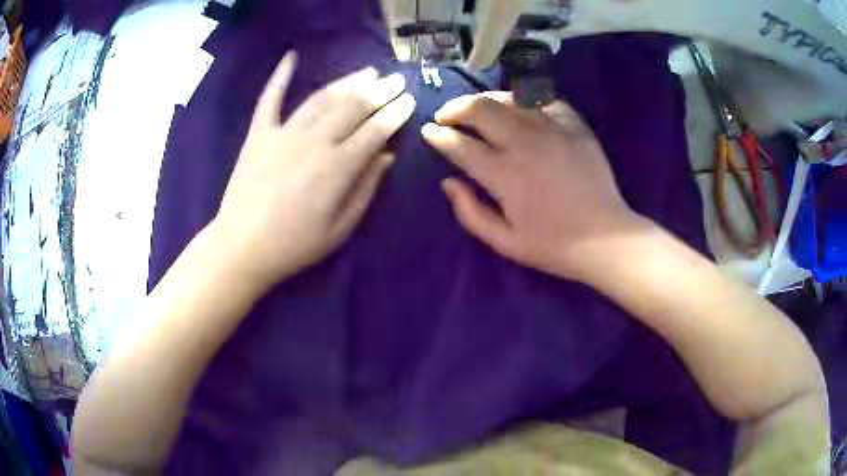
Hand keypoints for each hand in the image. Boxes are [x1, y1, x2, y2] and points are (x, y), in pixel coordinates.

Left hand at [213, 53, 415, 289]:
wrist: (242, 247)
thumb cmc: (294, 245)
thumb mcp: (340, 228)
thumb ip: (365, 189)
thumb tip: (386, 156)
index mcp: (337, 167)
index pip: (375, 131)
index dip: (395, 113)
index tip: (408, 100)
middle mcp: (314, 140)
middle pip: (353, 107)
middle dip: (379, 91)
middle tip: (395, 80)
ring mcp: (284, 132)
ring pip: (322, 98)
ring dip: (347, 82)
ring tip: (367, 71)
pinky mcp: (259, 133)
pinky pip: (270, 98)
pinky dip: (280, 76)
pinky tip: (291, 56)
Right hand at [421, 92, 643, 281]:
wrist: (607, 238)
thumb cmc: (554, 245)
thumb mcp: (505, 242)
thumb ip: (470, 212)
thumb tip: (448, 182)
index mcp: (504, 175)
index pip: (460, 144)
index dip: (438, 135)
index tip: (429, 131)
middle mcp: (525, 143)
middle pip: (480, 109)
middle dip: (455, 108)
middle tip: (447, 115)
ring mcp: (553, 130)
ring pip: (510, 98)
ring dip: (486, 100)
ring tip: (478, 108)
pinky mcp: (576, 127)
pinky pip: (546, 102)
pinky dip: (527, 102)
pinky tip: (521, 110)